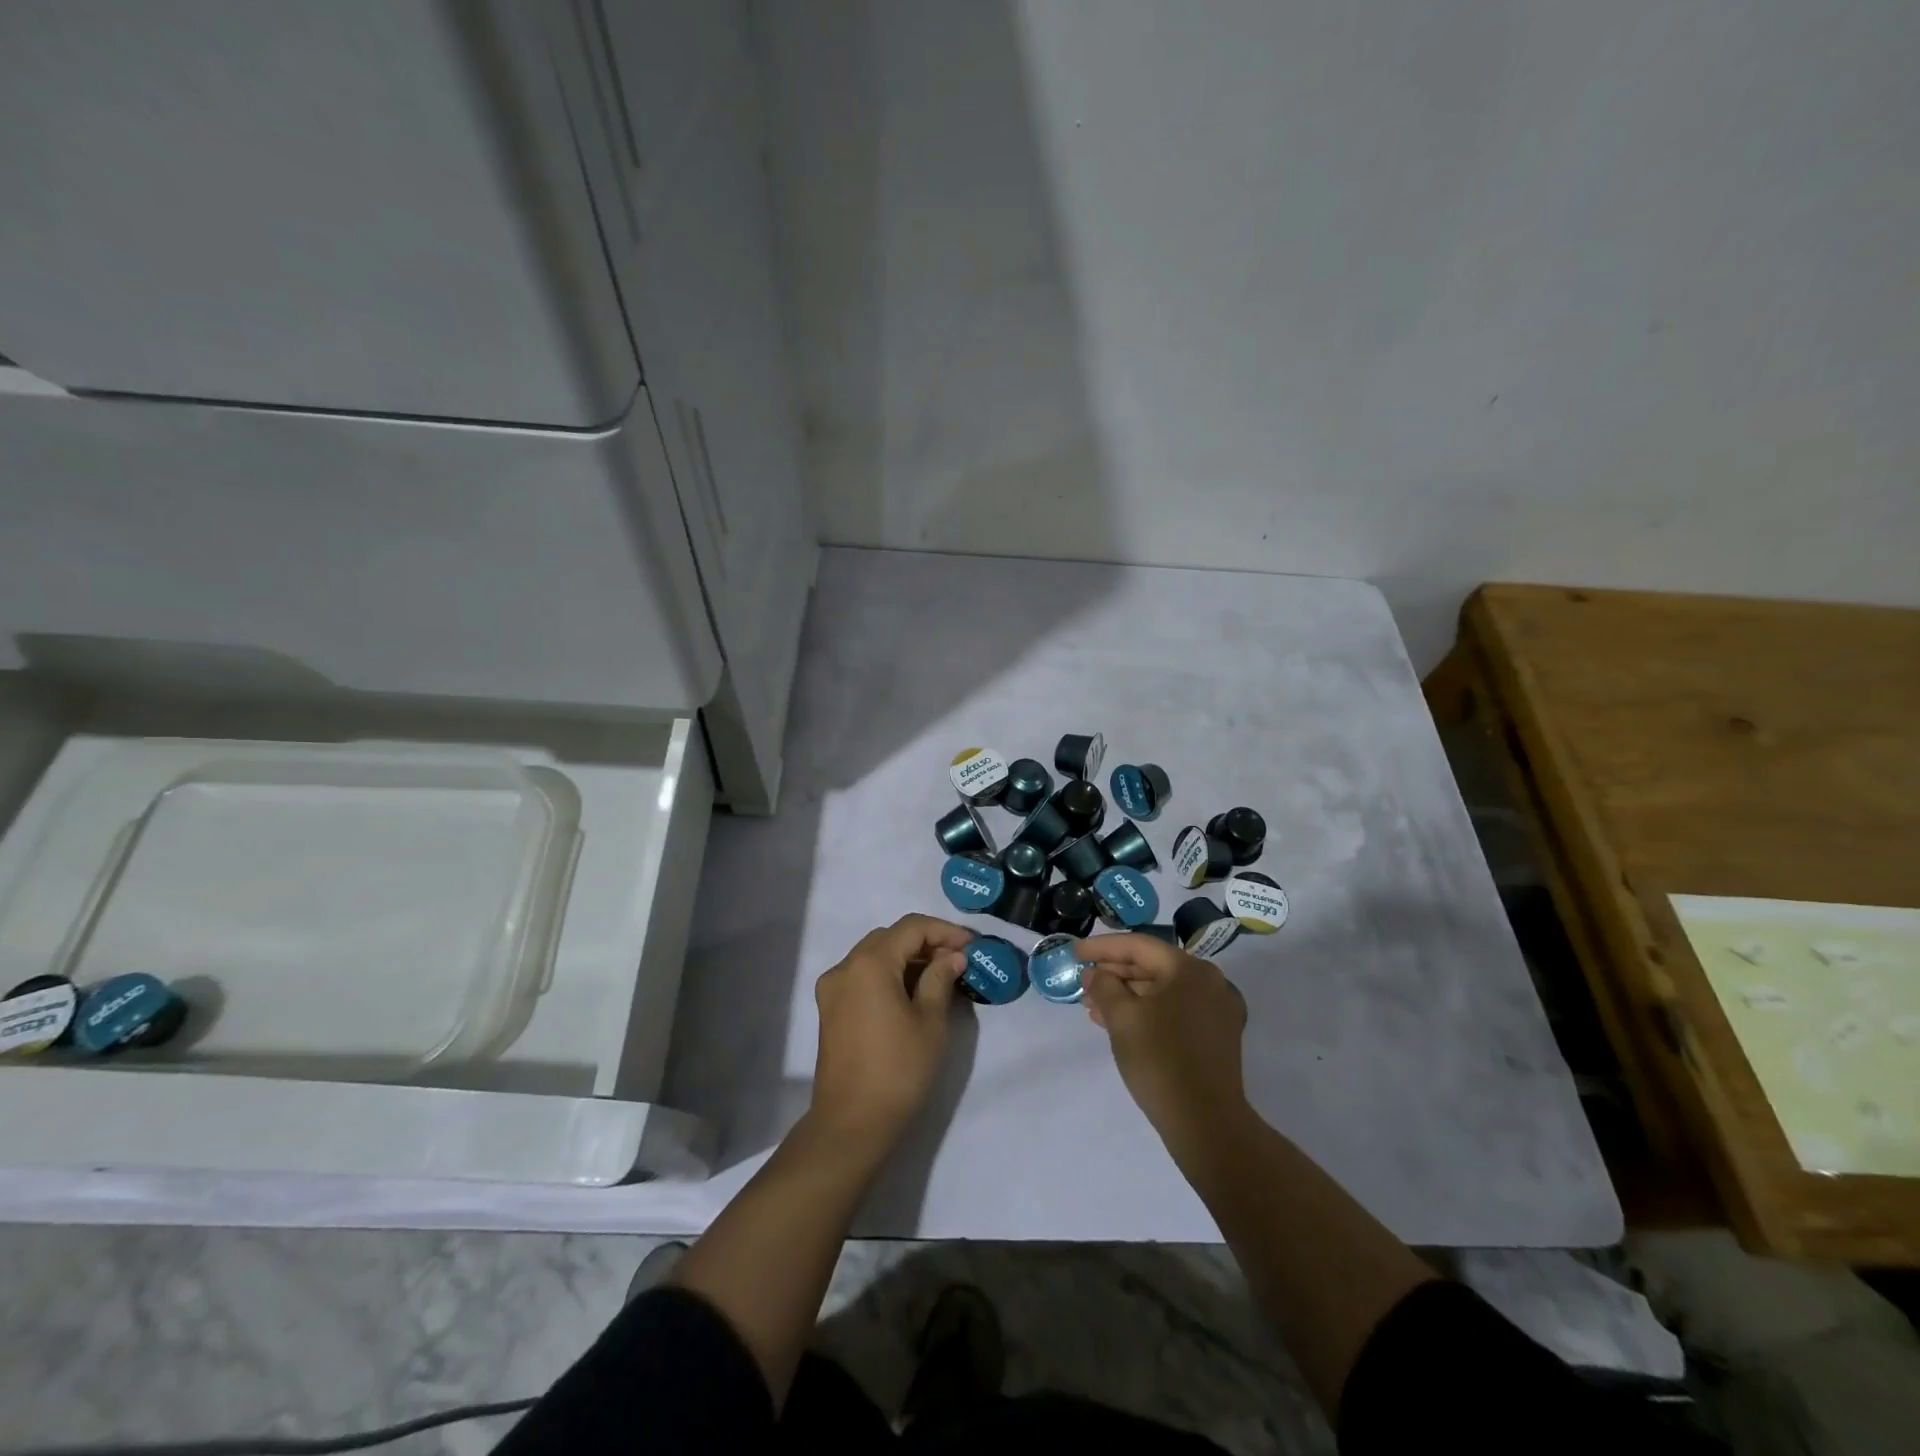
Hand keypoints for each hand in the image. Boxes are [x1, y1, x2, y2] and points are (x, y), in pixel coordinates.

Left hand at [810, 914, 971, 1151]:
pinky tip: (913, 992)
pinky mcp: (830, 1008)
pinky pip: (863, 975)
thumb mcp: (930, 1022)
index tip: (971, 945)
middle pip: (890, 937)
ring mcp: (833, 988)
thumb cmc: (898, 1070)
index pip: (911, 928)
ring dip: (907, 958)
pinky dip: (889, 974)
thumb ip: (941, 979)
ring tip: (940, 975)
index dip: (944, 931)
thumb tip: (952, 956)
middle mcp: (845, 967)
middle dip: (926, 942)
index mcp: (869, 964)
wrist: (851, 1124)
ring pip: (875, 955)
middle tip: (958, 959)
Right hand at [1077, 933, 1249, 1154]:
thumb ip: (1103, 987)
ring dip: (1127, 996)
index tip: (1075, 953)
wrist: (1206, 1124)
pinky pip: (1175, 1011)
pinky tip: (1120, 1024)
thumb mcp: (1122, 1018)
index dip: (1103, 947)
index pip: (1139, 946)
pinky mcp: (1217, 1037)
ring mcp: (1218, 1011)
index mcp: (1190, 970)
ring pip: (1163, 991)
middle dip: (1114, 975)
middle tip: (1083, 984)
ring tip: (1094, 1008)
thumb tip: (1094, 974)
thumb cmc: (1160, 1060)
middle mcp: (1210, 983)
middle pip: (1153, 966)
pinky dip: (1147, 1012)